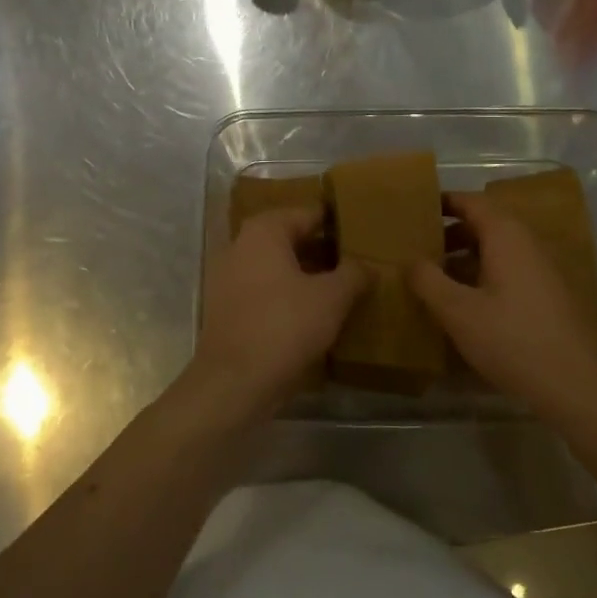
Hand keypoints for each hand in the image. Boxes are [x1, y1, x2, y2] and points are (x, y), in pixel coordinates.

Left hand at [171, 206, 368, 428]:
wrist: (233, 384)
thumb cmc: (284, 327)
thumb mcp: (331, 298)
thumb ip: (354, 273)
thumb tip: (367, 265)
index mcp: (264, 231)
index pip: (309, 213)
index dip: (339, 223)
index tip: (366, 233)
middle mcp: (241, 245)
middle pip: (293, 239)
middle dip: (325, 251)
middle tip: (361, 262)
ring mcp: (230, 278)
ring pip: (280, 267)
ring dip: (309, 276)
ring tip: (346, 289)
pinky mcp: (229, 308)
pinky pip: (268, 291)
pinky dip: (291, 296)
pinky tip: (318, 314)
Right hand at [409, 192, 596, 414]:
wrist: (575, 384)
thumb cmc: (511, 339)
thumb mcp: (458, 311)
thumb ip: (428, 281)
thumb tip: (410, 260)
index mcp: (506, 236)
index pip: (472, 202)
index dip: (444, 202)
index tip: (417, 209)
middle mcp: (527, 244)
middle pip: (485, 224)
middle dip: (452, 233)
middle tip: (420, 247)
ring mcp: (543, 270)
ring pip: (498, 250)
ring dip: (467, 257)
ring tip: (436, 277)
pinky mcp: (550, 295)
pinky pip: (510, 271)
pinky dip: (485, 275)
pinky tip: (467, 304)